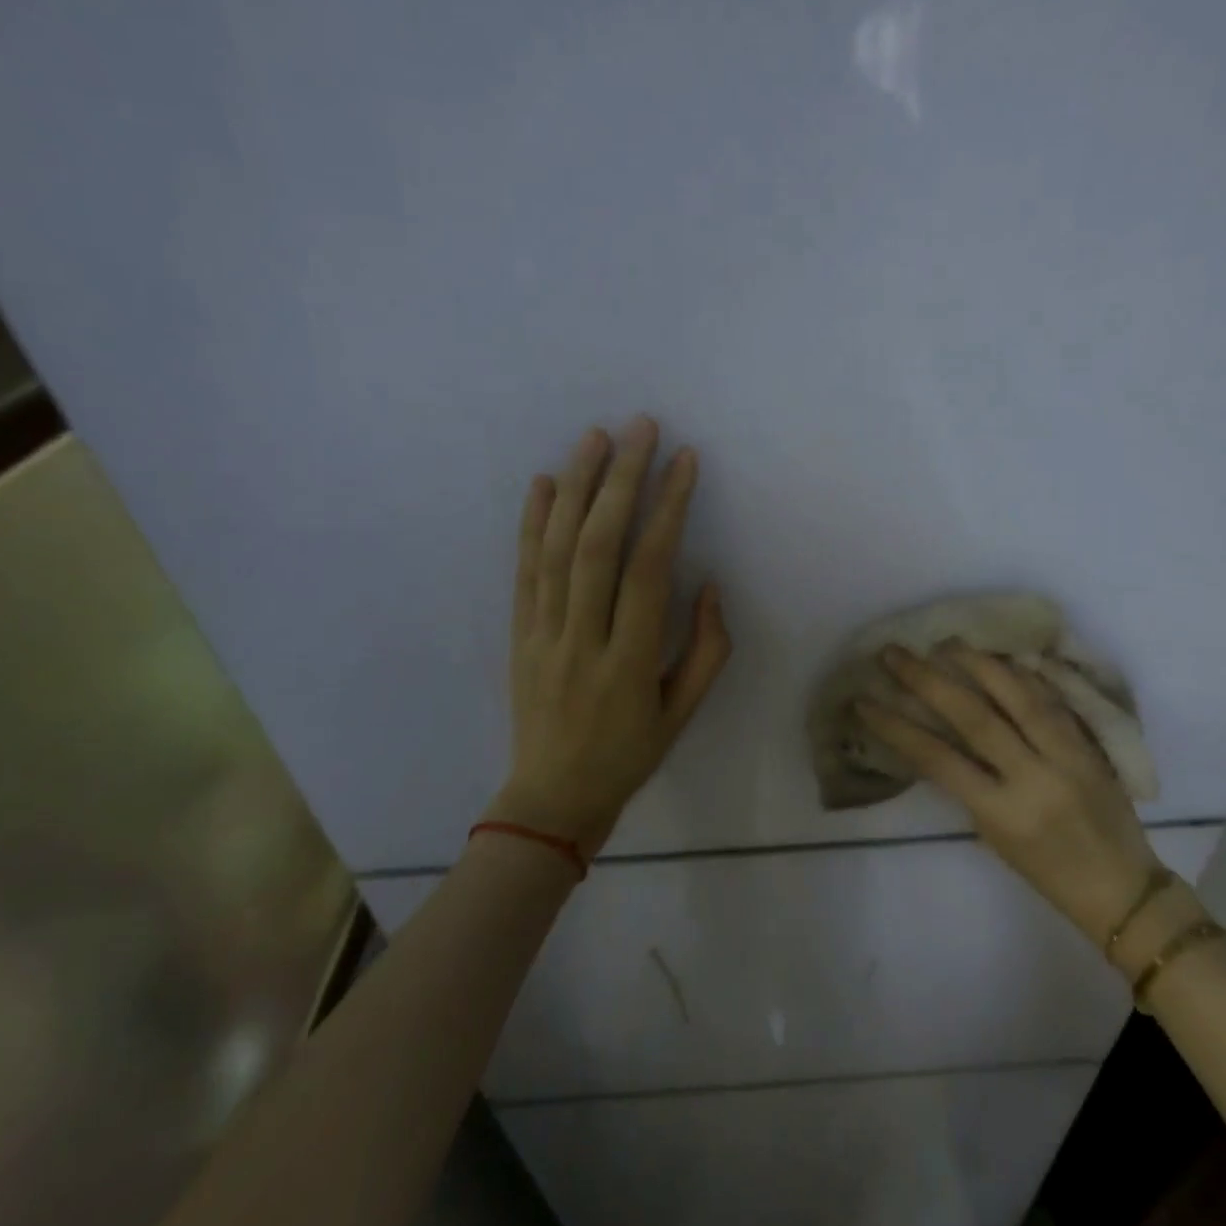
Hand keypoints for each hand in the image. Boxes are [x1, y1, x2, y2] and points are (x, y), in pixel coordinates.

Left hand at [484, 417, 729, 860]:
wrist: (552, 797)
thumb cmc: (629, 755)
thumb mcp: (684, 714)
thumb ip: (706, 650)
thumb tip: (707, 584)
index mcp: (629, 663)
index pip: (648, 570)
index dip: (667, 510)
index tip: (684, 462)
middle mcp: (582, 640)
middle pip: (597, 546)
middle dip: (620, 480)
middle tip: (639, 428)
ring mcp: (542, 635)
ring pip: (556, 549)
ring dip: (575, 488)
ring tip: (594, 437)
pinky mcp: (518, 634)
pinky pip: (524, 571)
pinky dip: (531, 523)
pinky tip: (542, 483)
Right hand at [857, 643, 1159, 940]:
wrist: (1123, 888)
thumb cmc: (1046, 873)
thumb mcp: (993, 835)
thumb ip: (969, 786)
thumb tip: (937, 739)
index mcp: (1002, 812)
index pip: (938, 759)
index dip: (896, 727)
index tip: (865, 701)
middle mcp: (1034, 778)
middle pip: (974, 717)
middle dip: (929, 680)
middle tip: (896, 654)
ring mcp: (1067, 757)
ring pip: (1019, 697)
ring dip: (979, 664)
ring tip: (948, 641)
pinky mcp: (1091, 745)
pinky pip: (1053, 700)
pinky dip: (1024, 675)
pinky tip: (1001, 657)